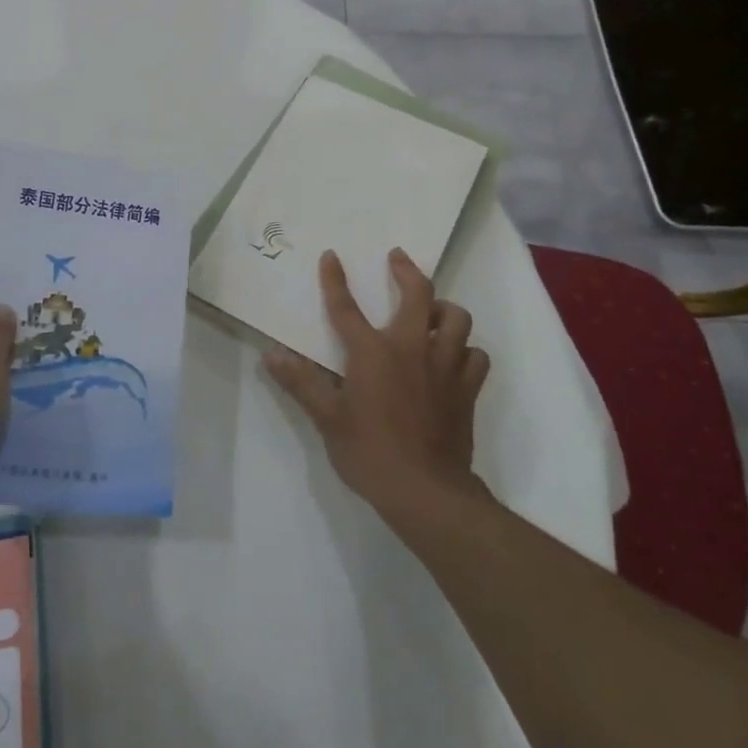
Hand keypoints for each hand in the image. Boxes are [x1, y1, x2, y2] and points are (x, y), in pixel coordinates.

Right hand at [266, 249, 490, 522]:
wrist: (426, 491)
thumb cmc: (370, 452)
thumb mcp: (327, 419)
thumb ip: (301, 383)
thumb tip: (271, 355)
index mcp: (373, 352)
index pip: (347, 307)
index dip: (336, 280)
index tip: (331, 256)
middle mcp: (411, 348)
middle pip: (418, 294)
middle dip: (407, 270)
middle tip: (398, 259)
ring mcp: (445, 366)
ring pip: (456, 319)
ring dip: (444, 309)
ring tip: (432, 312)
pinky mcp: (466, 389)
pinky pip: (475, 356)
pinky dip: (467, 351)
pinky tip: (456, 357)